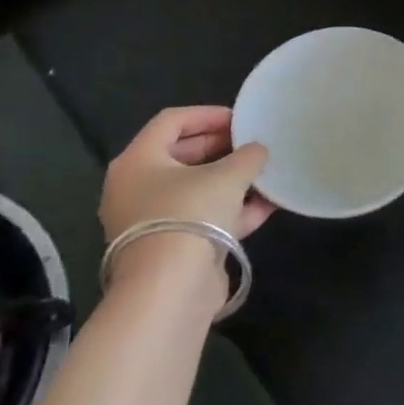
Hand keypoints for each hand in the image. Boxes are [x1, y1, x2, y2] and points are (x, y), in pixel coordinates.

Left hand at [99, 107, 274, 297]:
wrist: (170, 290)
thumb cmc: (190, 215)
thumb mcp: (228, 175)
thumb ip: (248, 156)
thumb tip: (257, 151)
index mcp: (138, 161)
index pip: (172, 121)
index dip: (208, 114)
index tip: (241, 119)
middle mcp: (136, 188)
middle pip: (182, 155)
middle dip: (222, 148)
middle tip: (254, 144)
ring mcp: (152, 220)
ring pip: (195, 189)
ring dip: (231, 180)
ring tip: (265, 173)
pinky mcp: (171, 248)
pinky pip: (203, 217)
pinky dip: (231, 209)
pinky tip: (267, 205)